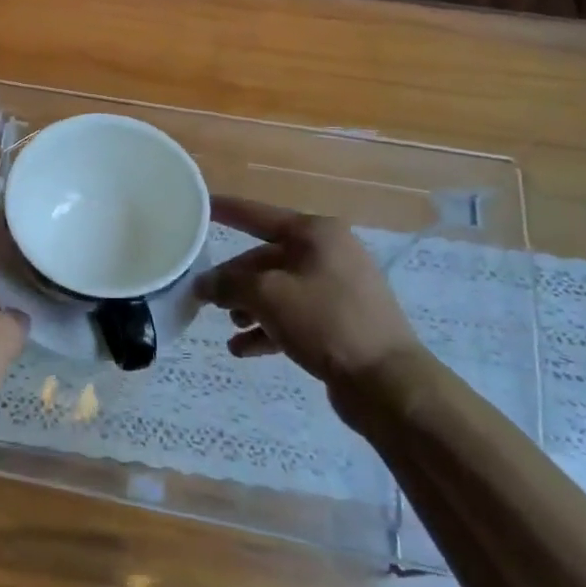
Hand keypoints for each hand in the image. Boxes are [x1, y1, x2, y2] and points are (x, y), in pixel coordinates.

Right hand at [198, 197, 424, 392]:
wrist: (386, 381)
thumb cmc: (325, 322)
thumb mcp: (267, 296)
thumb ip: (228, 284)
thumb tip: (203, 284)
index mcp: (316, 234)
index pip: (259, 215)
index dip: (227, 210)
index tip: (199, 206)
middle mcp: (328, 253)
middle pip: (266, 258)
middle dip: (234, 279)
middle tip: (204, 296)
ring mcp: (337, 288)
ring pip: (278, 289)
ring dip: (248, 306)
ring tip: (229, 326)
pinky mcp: (339, 321)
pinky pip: (293, 316)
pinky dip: (267, 328)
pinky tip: (242, 349)